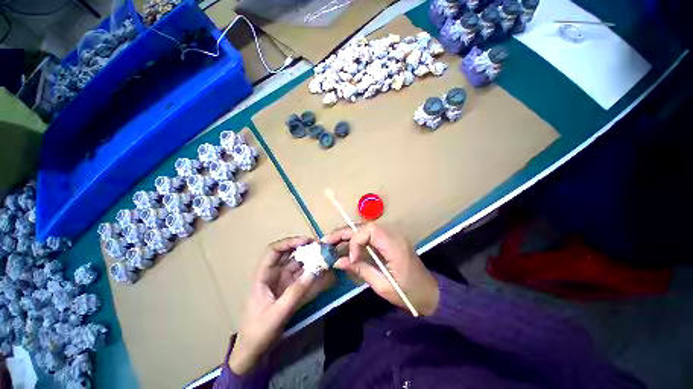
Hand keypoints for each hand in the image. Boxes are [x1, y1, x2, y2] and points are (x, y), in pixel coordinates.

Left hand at [229, 236, 333, 374]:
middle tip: (321, 247)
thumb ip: (296, 293)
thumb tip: (314, 271)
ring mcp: (283, 282)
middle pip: (289, 255)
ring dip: (311, 260)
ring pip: (298, 265)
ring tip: (325, 257)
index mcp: (264, 276)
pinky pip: (303, 278)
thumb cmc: (259, 332)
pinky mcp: (290, 291)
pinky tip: (324, 272)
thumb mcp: (277, 313)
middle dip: (304, 248)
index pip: (274, 250)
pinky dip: (313, 274)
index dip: (290, 242)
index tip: (307, 241)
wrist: (254, 353)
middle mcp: (274, 275)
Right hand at [323, 224, 438, 315]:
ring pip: (365, 229)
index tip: (351, 258)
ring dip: (347, 234)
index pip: (370, 230)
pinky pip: (369, 235)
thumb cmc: (409, 293)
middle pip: (365, 226)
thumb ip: (361, 270)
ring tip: (331, 241)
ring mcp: (391, 237)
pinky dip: (355, 239)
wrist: (430, 293)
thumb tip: (339, 261)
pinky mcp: (388, 241)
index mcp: (395, 246)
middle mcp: (393, 236)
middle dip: (344, 232)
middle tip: (326, 240)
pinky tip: (344, 245)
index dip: (356, 241)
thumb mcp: (383, 286)